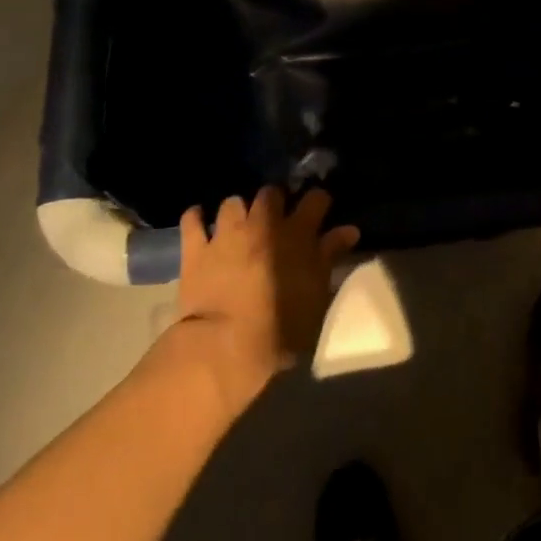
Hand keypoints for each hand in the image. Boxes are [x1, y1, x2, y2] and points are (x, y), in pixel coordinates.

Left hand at [149, 188, 360, 414]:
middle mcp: (263, 223)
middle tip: (276, 218)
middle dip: (275, 201)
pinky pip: (192, 220)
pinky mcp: (196, 249)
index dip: (319, 201)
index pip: (316, 199)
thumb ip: (330, 256)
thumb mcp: (317, 294)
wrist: (224, 347)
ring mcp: (227, 233)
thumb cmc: (281, 327)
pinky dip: (197, 217)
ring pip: (233, 202)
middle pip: (271, 193)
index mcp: (297, 233)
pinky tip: (200, 221)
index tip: (320, 210)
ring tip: (239, 224)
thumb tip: (348, 230)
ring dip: (238, 210)